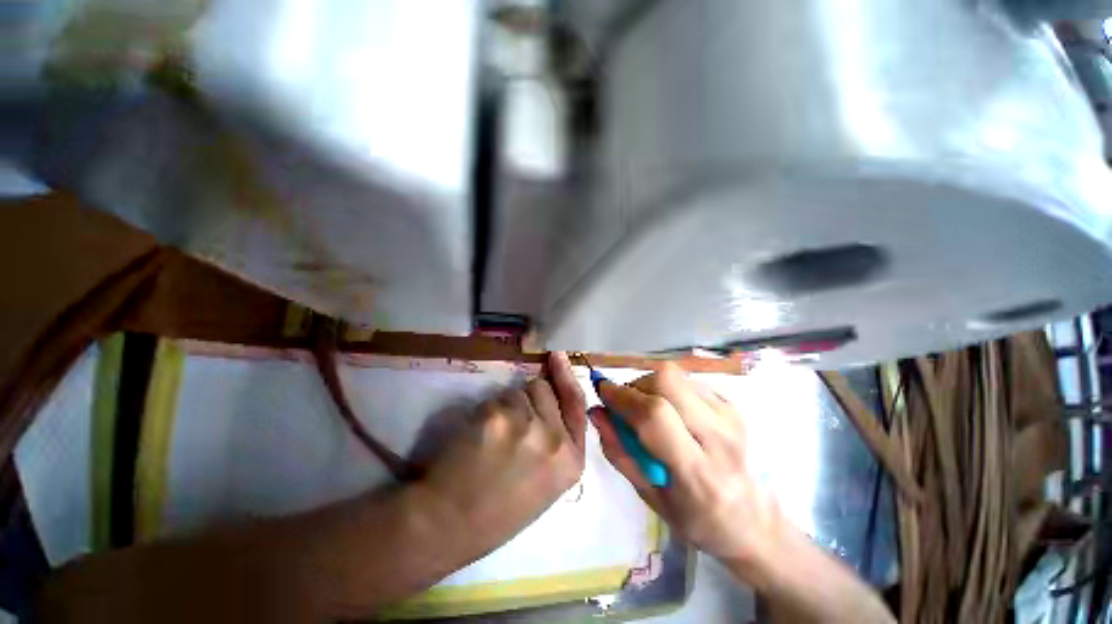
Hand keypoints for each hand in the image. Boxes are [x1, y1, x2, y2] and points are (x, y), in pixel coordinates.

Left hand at [412, 351, 586, 566]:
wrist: (449, 524)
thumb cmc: (499, 509)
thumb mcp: (546, 481)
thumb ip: (556, 440)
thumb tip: (550, 399)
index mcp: (571, 459)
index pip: (576, 403)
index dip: (566, 376)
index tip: (557, 355)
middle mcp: (555, 439)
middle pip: (543, 389)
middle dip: (528, 398)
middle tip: (510, 425)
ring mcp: (526, 425)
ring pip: (517, 391)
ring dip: (506, 406)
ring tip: (493, 437)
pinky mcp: (497, 415)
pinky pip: (494, 398)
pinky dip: (486, 412)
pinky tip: (477, 436)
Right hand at [588, 363, 783, 571]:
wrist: (752, 520)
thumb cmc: (695, 518)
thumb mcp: (649, 497)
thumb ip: (619, 452)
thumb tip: (596, 412)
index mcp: (697, 472)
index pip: (655, 416)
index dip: (622, 396)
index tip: (602, 391)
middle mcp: (719, 436)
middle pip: (667, 381)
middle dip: (636, 385)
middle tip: (627, 404)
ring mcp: (730, 415)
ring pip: (675, 376)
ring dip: (650, 386)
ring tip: (648, 410)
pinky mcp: (732, 404)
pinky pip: (687, 380)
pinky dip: (667, 389)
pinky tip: (671, 411)